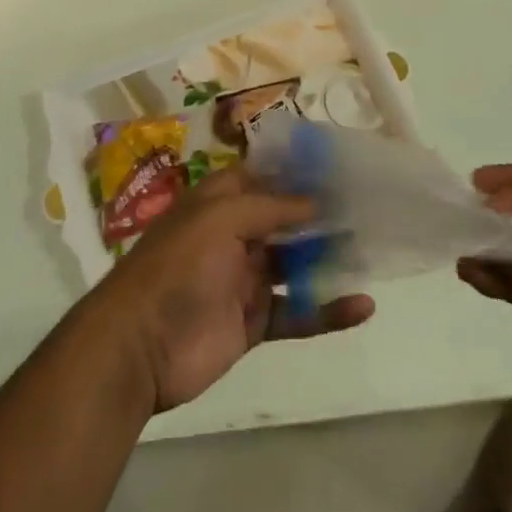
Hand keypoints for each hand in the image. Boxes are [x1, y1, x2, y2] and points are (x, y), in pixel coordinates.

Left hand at [81, 169, 373, 413]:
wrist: (139, 347)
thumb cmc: (177, 266)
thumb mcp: (220, 219)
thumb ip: (270, 208)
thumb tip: (315, 200)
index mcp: (218, 202)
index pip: (261, 176)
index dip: (294, 170)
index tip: (337, 165)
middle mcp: (233, 234)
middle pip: (283, 219)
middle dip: (319, 212)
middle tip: (366, 205)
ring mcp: (244, 279)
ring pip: (294, 263)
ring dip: (328, 257)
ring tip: (371, 247)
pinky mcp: (254, 323)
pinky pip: (297, 312)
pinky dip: (327, 310)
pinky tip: (363, 305)